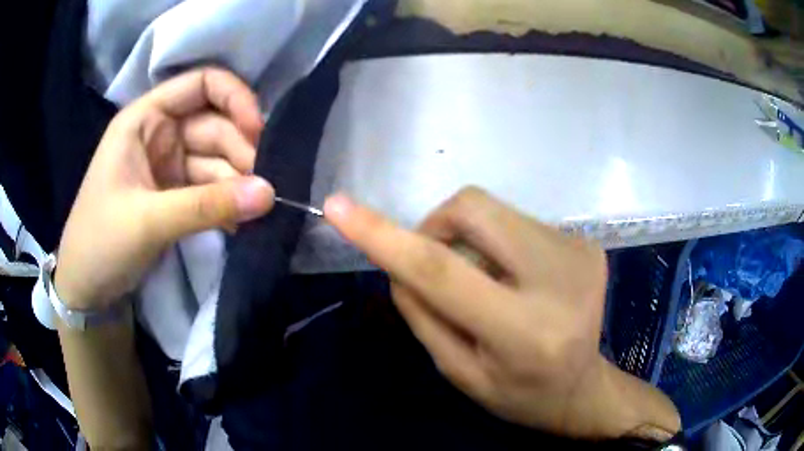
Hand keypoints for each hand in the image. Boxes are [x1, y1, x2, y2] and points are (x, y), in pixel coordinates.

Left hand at [55, 68, 274, 309]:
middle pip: (215, 125)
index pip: (200, 84)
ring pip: (216, 160)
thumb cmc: (100, 241)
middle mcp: (159, 134)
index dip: (234, 98)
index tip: (258, 133)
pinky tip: (239, 222)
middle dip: (240, 152)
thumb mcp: (148, 220)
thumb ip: (207, 206)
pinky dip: (226, 203)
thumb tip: (269, 194)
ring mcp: (168, 165)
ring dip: (237, 183)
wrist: (86, 287)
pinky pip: (210, 189)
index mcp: (144, 119)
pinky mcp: (174, 194)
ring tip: (254, 211)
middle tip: (262, 190)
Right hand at [325, 187, 679, 439]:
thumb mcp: (458, 371)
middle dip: (438, 225)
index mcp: (523, 331)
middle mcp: (559, 280)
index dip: (384, 236)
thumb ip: (422, 313)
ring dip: (472, 239)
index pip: (440, 271)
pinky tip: (517, 279)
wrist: (584, 387)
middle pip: (473, 209)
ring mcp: (580, 252)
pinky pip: (520, 222)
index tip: (339, 207)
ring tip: (488, 282)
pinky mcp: (587, 242)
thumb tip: (396, 259)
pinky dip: (501, 243)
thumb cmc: (518, 394)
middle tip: (438, 263)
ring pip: (496, 210)